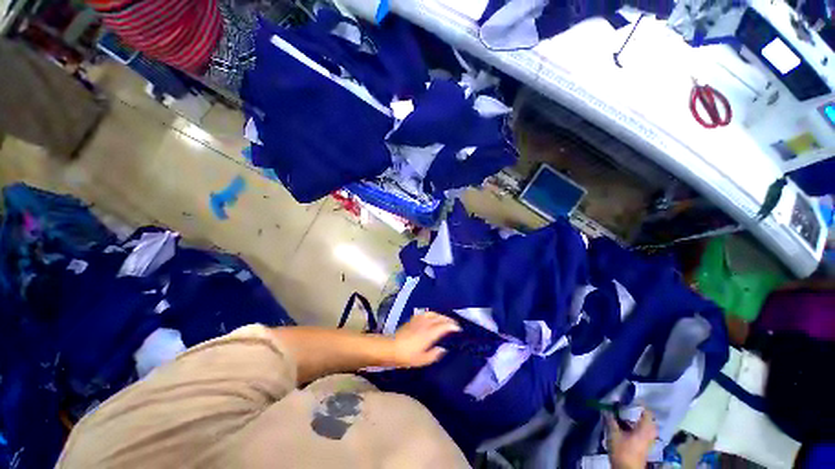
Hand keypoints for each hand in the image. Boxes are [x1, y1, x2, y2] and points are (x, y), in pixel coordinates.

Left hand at [389, 311, 460, 367]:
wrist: (391, 347)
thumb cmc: (407, 356)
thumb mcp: (422, 360)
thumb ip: (434, 354)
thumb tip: (443, 349)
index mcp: (429, 333)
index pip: (444, 326)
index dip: (452, 326)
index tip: (458, 328)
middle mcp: (426, 324)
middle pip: (440, 318)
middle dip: (448, 320)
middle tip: (454, 324)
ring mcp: (419, 320)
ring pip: (433, 314)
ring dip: (441, 316)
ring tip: (445, 319)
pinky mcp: (413, 319)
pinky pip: (426, 313)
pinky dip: (432, 314)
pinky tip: (433, 317)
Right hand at [607, 409, 656, 468]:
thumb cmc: (622, 450)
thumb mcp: (614, 434)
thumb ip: (611, 420)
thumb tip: (606, 409)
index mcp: (645, 429)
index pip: (647, 412)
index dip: (639, 403)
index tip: (629, 397)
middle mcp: (649, 433)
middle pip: (647, 419)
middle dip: (637, 412)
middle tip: (626, 405)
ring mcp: (648, 440)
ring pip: (644, 426)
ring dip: (635, 419)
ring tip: (622, 414)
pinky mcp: (644, 445)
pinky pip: (642, 431)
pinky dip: (634, 426)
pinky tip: (623, 425)